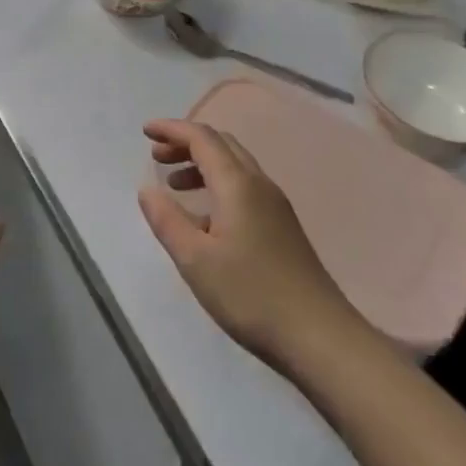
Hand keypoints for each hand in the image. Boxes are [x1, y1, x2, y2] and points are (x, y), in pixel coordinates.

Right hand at [137, 120, 358, 370]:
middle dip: (186, 143)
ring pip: (235, 166)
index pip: (202, 138)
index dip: (171, 129)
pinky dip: (218, 185)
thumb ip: (167, 220)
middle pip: (221, 144)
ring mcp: (275, 205)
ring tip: (175, 185)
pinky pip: (244, 187)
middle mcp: (259, 184)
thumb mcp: (195, 260)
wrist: (320, 337)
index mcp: (237, 184)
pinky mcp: (283, 227)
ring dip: (202, 164)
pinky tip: (204, 219)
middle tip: (156, 156)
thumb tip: (147, 190)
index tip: (144, 131)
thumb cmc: (251, 295)